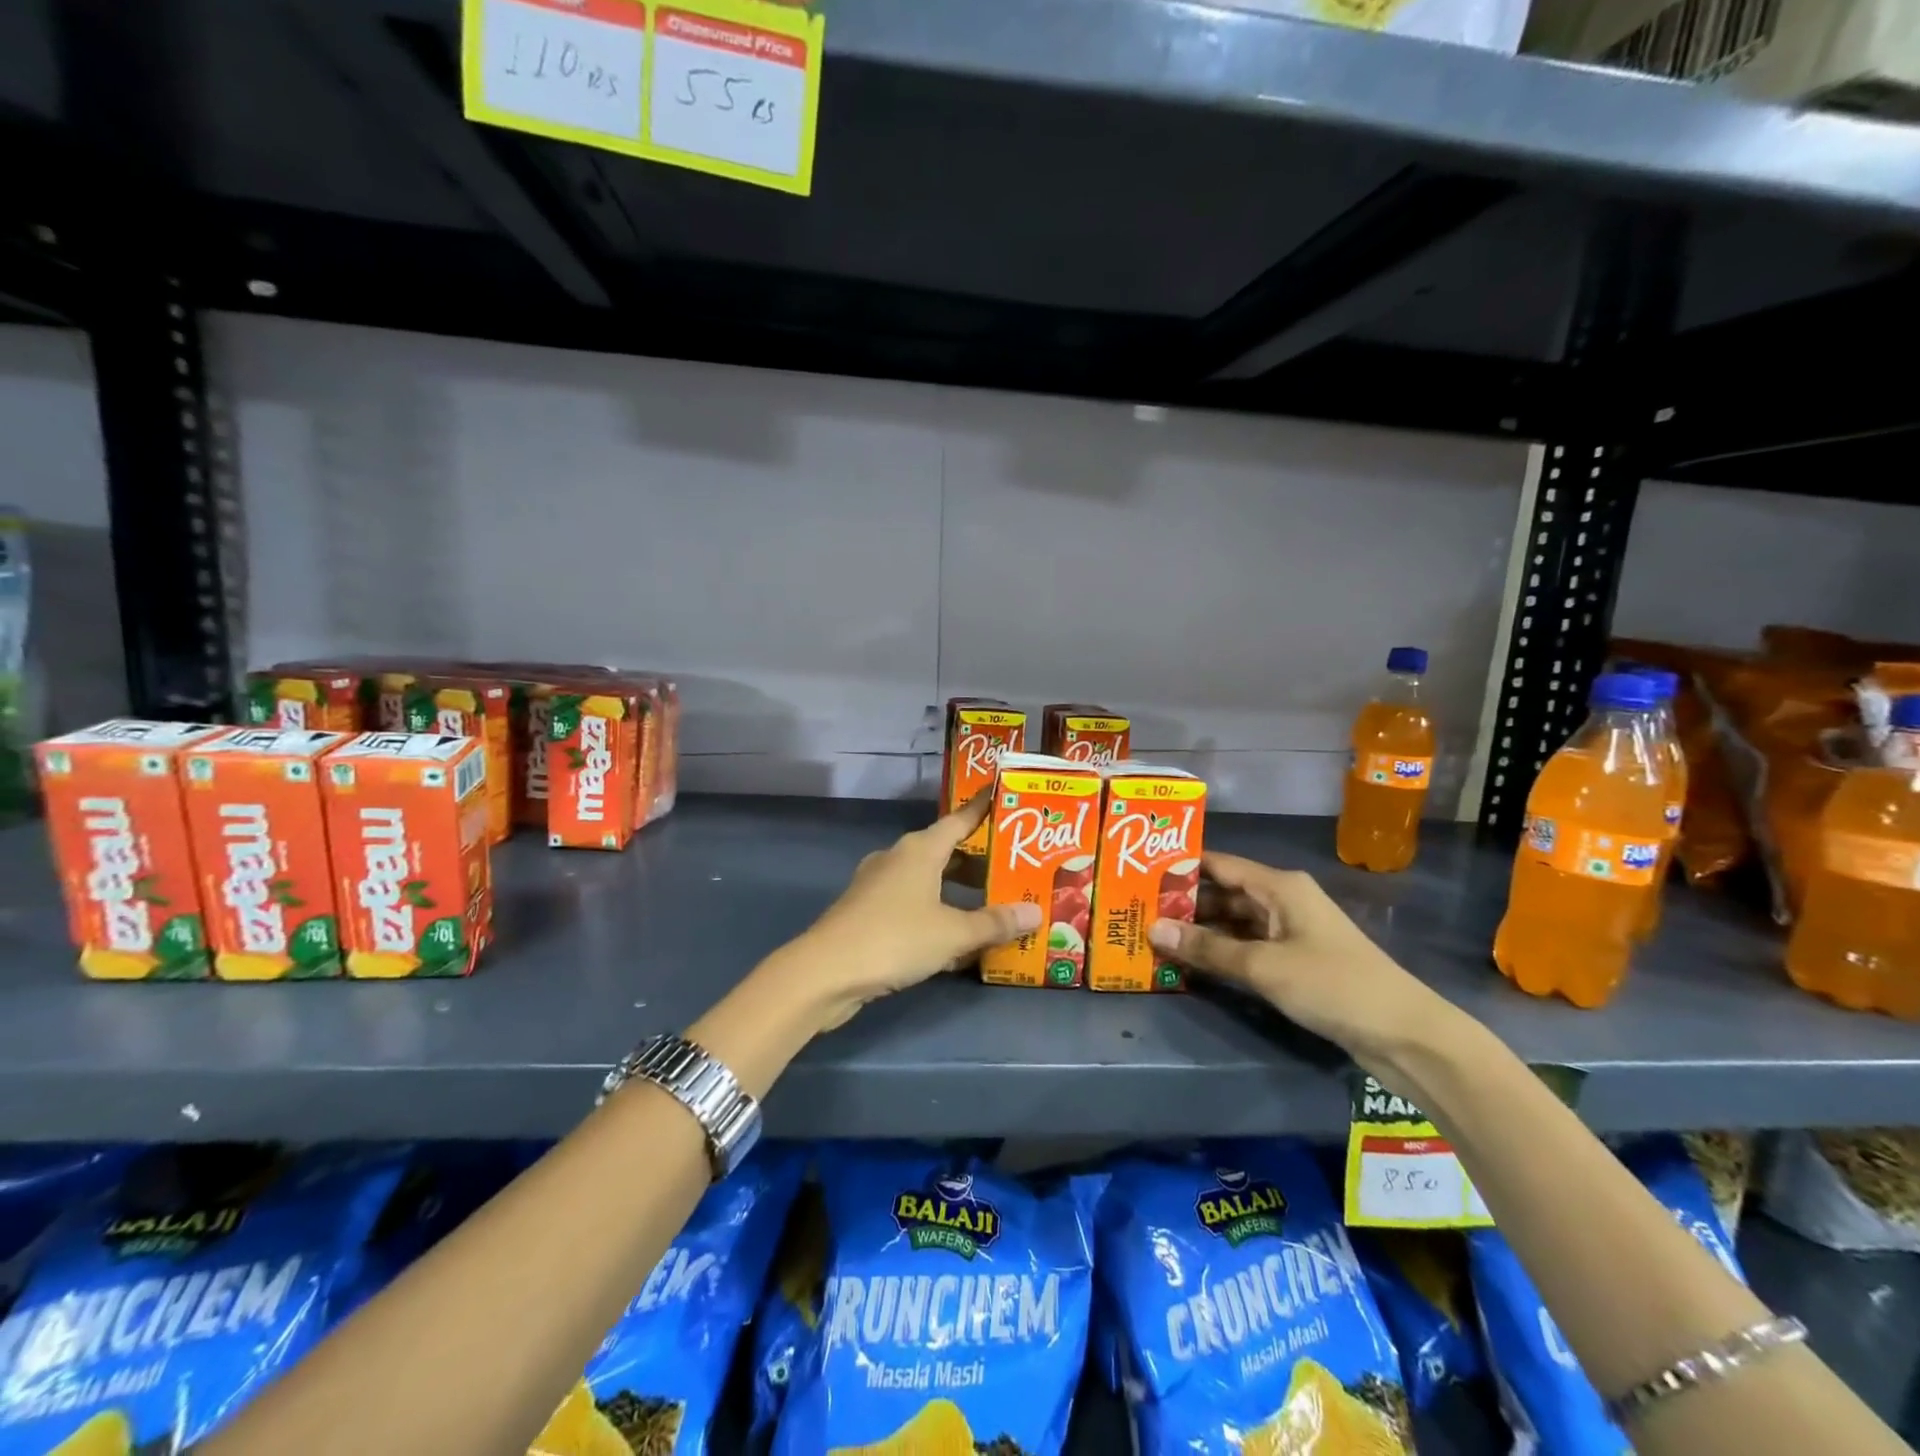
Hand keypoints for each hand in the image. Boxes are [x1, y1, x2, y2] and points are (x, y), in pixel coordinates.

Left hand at [788, 795, 1040, 1029]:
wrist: (825, 972)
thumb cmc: (894, 939)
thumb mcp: (953, 933)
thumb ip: (994, 923)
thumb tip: (1036, 912)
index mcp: (919, 850)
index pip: (960, 820)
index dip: (983, 809)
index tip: (1004, 797)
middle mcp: (898, 858)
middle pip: (946, 852)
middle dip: (979, 861)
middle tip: (1014, 869)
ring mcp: (878, 885)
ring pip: (929, 880)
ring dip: (957, 891)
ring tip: (992, 904)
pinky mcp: (867, 912)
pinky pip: (912, 903)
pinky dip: (936, 912)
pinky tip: (955, 939)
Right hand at [1146, 851, 1452, 1065]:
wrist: (1406, 1036)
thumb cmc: (1333, 985)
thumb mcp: (1263, 966)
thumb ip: (1208, 948)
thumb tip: (1153, 930)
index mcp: (1280, 886)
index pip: (1220, 865)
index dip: (1182, 867)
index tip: (1140, 873)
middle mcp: (1284, 901)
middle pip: (1225, 894)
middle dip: (1185, 904)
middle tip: (1139, 912)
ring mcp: (1292, 933)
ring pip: (1235, 923)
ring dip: (1201, 932)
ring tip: (1156, 938)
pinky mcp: (1297, 962)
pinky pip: (1249, 948)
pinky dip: (1222, 953)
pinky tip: (1192, 964)